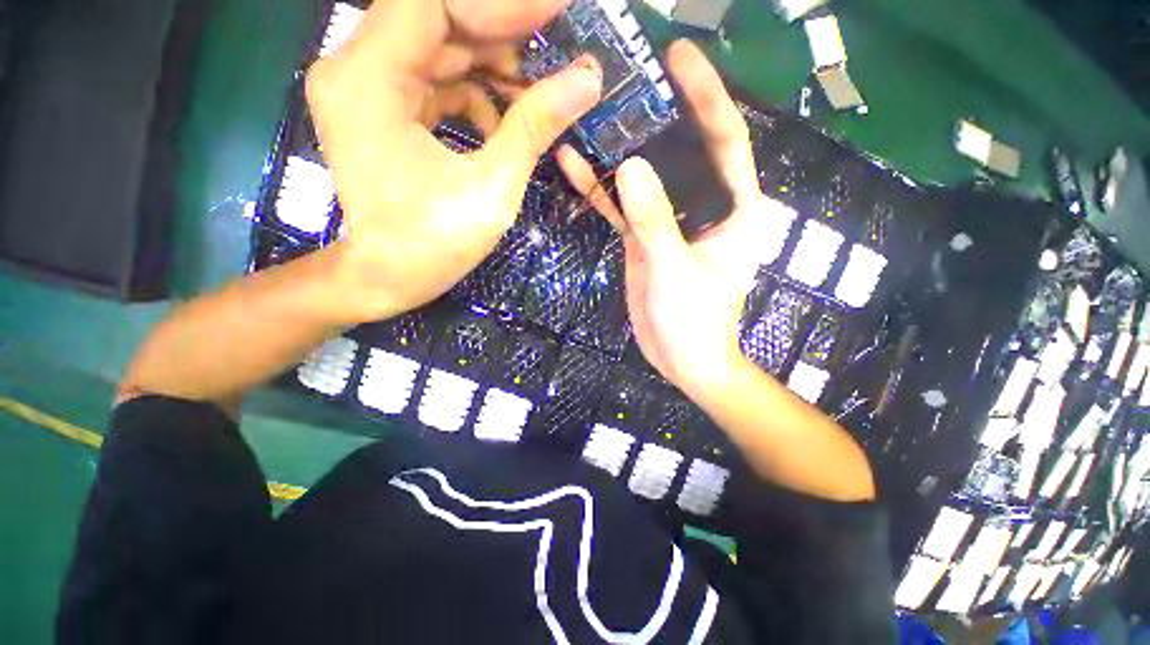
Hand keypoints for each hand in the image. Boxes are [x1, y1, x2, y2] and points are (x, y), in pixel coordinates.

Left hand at [306, 0, 601, 321]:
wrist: (388, 279)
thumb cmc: (434, 244)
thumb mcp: (492, 187)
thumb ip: (534, 126)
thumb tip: (587, 80)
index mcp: (368, 79)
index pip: (435, 2)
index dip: (502, 3)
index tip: (559, 8)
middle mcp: (354, 67)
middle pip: (436, 20)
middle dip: (502, 34)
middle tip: (559, 49)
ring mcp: (365, 88)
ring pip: (438, 49)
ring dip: (492, 66)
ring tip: (539, 91)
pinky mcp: (380, 108)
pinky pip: (433, 80)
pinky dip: (474, 93)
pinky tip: (506, 119)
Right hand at [558, 40, 784, 395]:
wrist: (680, 358)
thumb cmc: (696, 322)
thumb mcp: (676, 271)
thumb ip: (655, 221)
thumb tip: (631, 166)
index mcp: (733, 209)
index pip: (726, 140)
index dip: (707, 96)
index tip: (680, 58)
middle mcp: (702, 207)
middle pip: (680, 150)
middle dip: (656, 114)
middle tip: (623, 78)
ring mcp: (667, 221)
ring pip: (644, 177)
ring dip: (617, 151)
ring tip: (588, 115)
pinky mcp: (643, 238)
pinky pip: (621, 208)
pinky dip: (599, 190)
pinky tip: (575, 167)